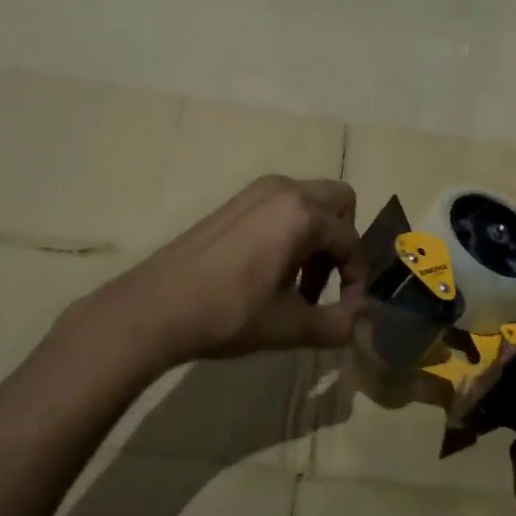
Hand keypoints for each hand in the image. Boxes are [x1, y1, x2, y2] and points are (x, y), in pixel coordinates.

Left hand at [101, 176, 366, 365]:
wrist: (155, 308)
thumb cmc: (229, 313)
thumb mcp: (290, 325)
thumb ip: (336, 323)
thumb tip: (360, 321)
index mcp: (302, 214)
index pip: (350, 241)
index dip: (357, 280)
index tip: (348, 311)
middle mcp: (284, 190)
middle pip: (338, 202)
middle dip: (342, 242)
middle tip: (327, 282)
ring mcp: (255, 192)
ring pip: (308, 204)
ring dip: (316, 240)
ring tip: (297, 286)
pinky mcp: (234, 203)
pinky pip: (281, 208)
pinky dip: (290, 233)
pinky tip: (269, 273)